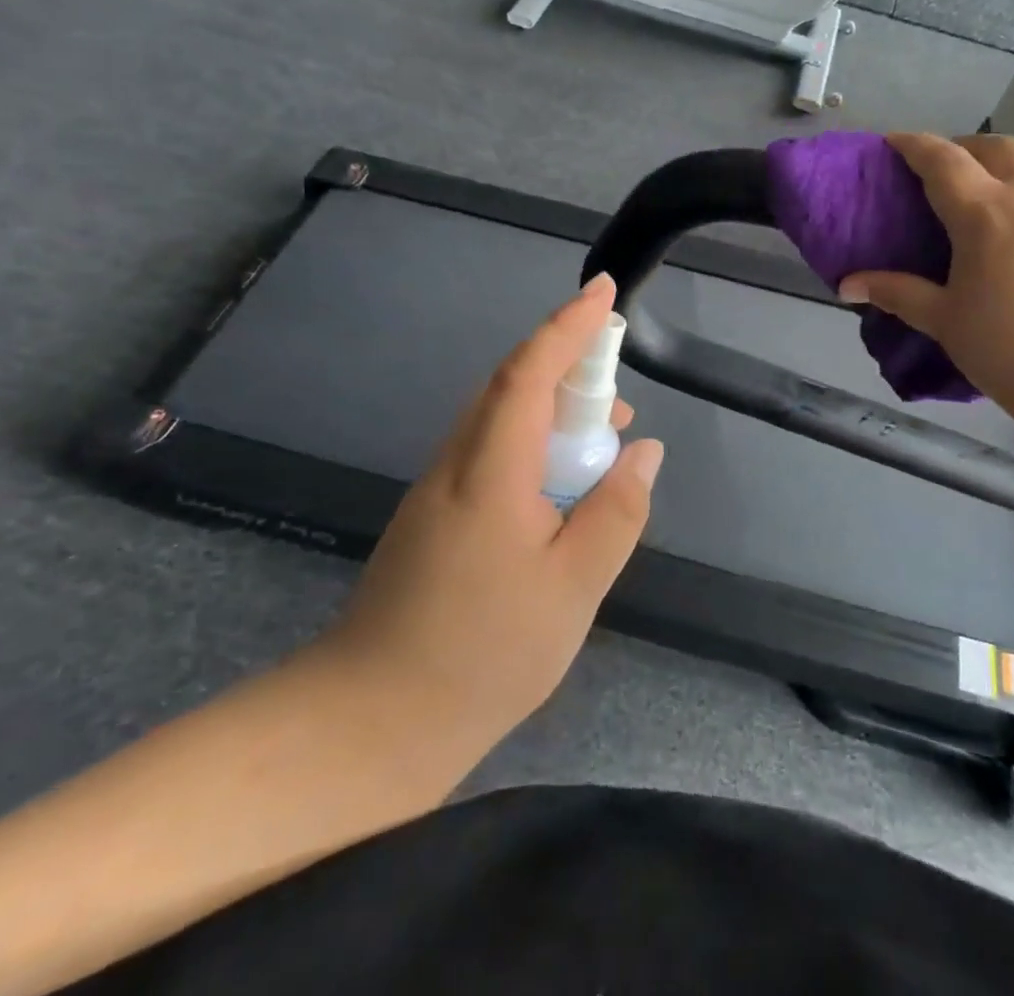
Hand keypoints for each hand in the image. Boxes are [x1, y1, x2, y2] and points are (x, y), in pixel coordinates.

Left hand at [314, 273, 664, 759]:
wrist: (370, 723)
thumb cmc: (482, 653)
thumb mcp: (573, 587)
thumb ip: (616, 511)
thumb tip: (643, 450)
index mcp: (491, 468)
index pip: (530, 370)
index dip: (569, 325)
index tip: (602, 291)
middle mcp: (459, 462)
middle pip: (513, 386)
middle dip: (568, 365)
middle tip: (620, 388)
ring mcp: (440, 490)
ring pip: (501, 421)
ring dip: (553, 410)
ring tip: (604, 438)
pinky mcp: (436, 517)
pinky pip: (493, 454)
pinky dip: (535, 446)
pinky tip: (561, 487)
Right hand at [838, 133, 1013, 441]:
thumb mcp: (947, 323)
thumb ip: (897, 293)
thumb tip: (847, 284)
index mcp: (985, 213)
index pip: (941, 160)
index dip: (914, 145)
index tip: (895, 141)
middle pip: (996, 147)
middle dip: (966, 148)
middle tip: (949, 169)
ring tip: (1004, 183)